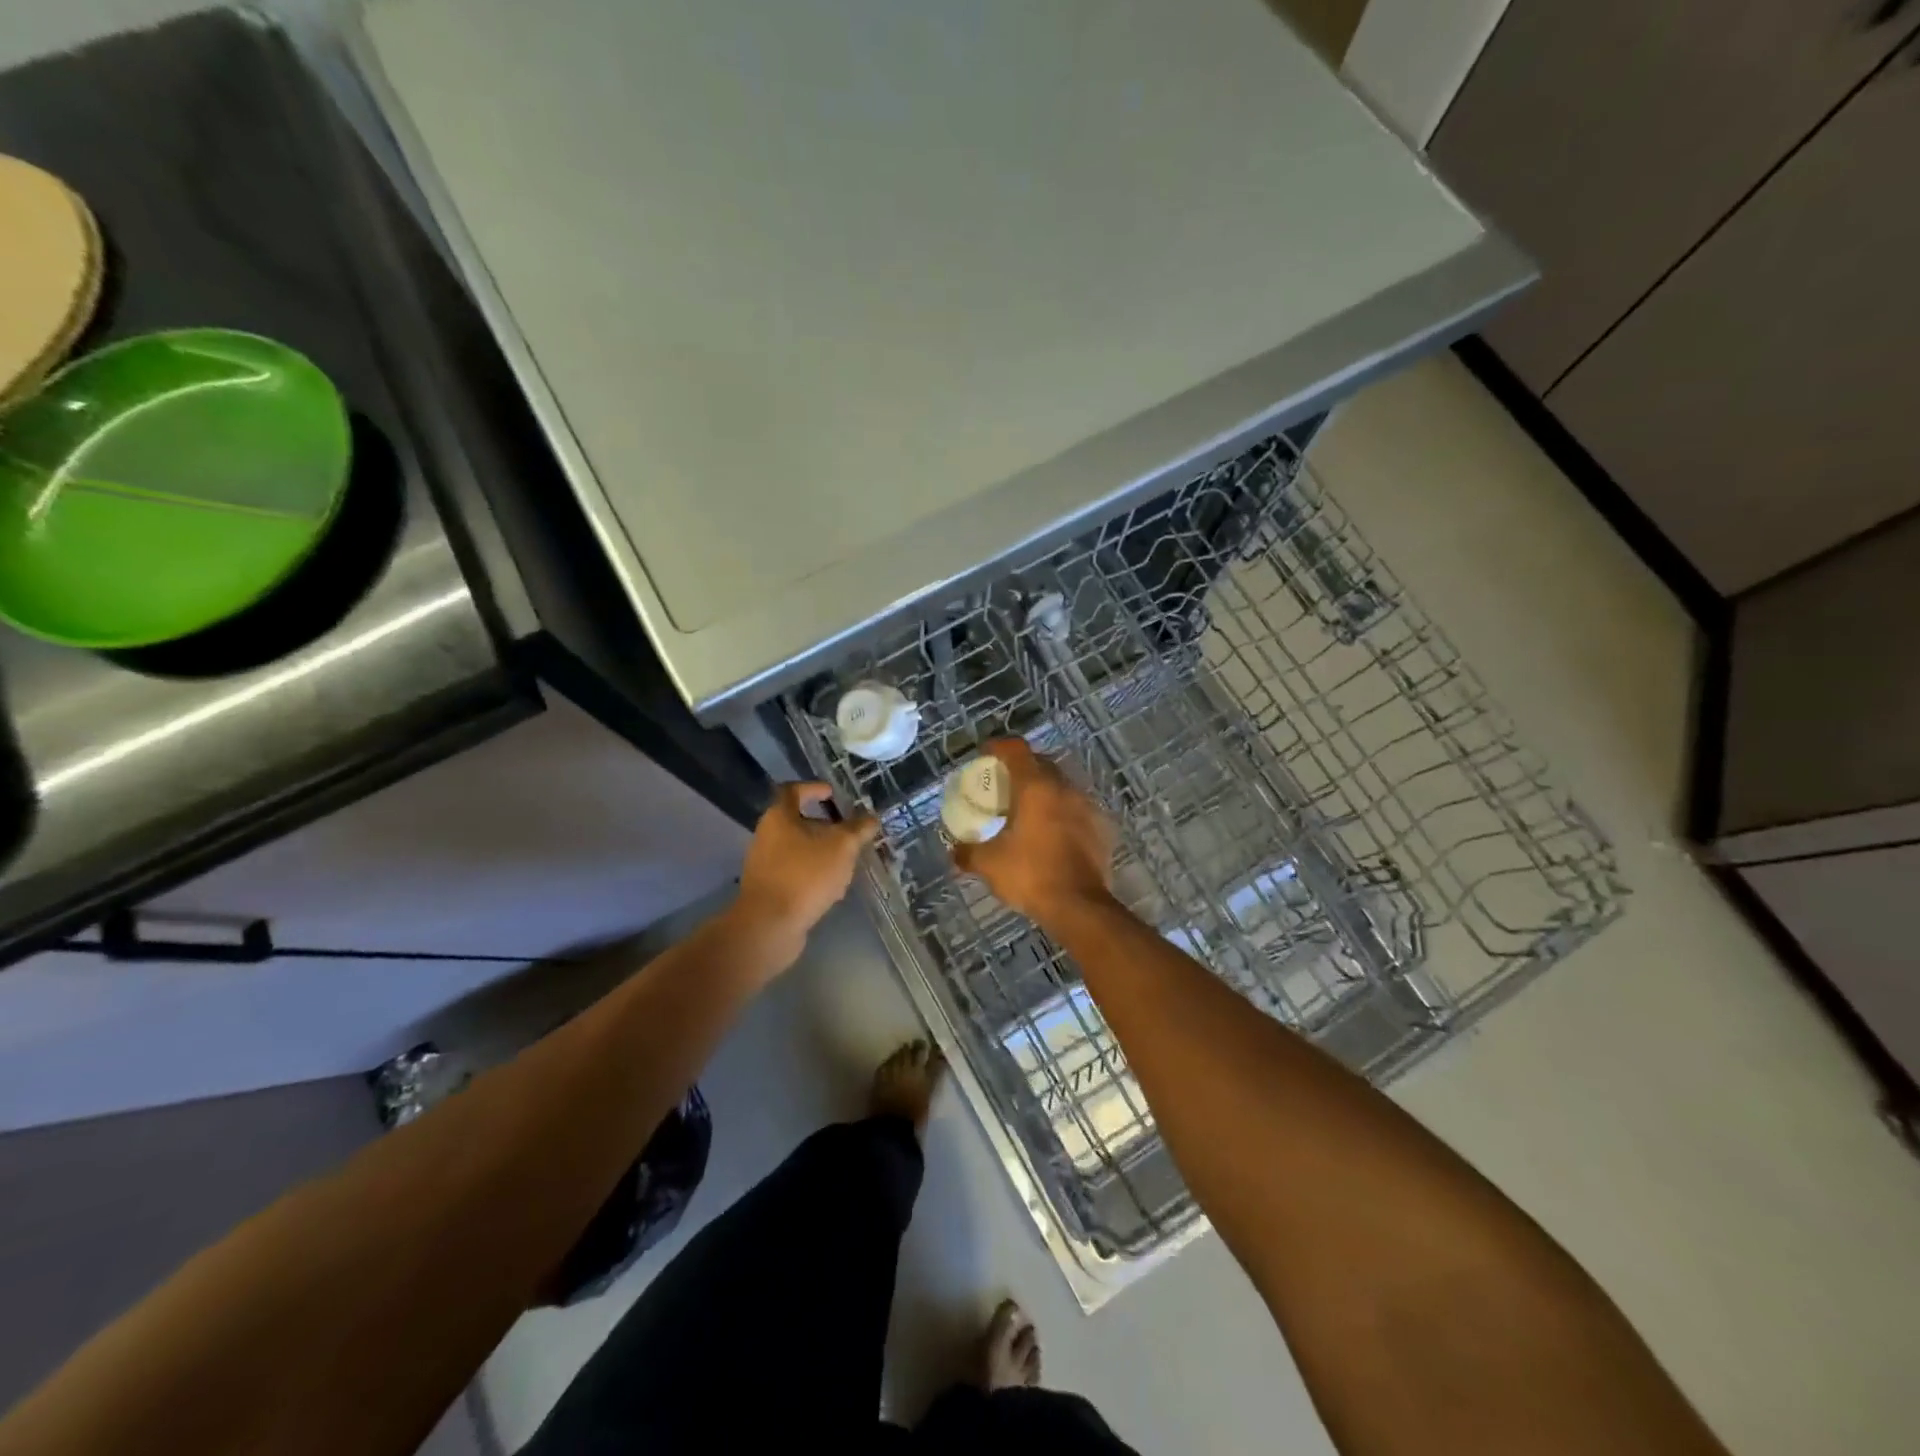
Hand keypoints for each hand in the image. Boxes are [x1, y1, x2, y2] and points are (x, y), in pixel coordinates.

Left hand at [735, 782, 877, 943]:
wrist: (769, 925)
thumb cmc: (805, 875)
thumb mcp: (842, 847)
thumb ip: (858, 829)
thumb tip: (871, 818)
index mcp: (779, 817)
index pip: (793, 790)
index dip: (814, 788)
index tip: (833, 793)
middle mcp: (766, 836)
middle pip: (796, 821)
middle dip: (824, 826)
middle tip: (848, 832)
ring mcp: (764, 864)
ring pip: (797, 849)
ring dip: (820, 851)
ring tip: (845, 862)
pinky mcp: (767, 889)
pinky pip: (793, 872)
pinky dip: (812, 873)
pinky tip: (830, 887)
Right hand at [952, 739, 1113, 922]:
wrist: (1079, 906)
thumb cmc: (1030, 875)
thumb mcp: (989, 864)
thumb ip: (968, 853)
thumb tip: (954, 852)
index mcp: (1035, 787)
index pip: (1016, 750)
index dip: (998, 747)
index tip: (986, 753)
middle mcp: (1064, 788)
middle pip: (1041, 763)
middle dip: (1022, 767)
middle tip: (1005, 783)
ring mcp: (1087, 807)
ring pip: (1062, 786)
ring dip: (1044, 790)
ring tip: (1028, 809)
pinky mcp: (1101, 828)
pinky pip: (1077, 809)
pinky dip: (1062, 812)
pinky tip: (1052, 832)